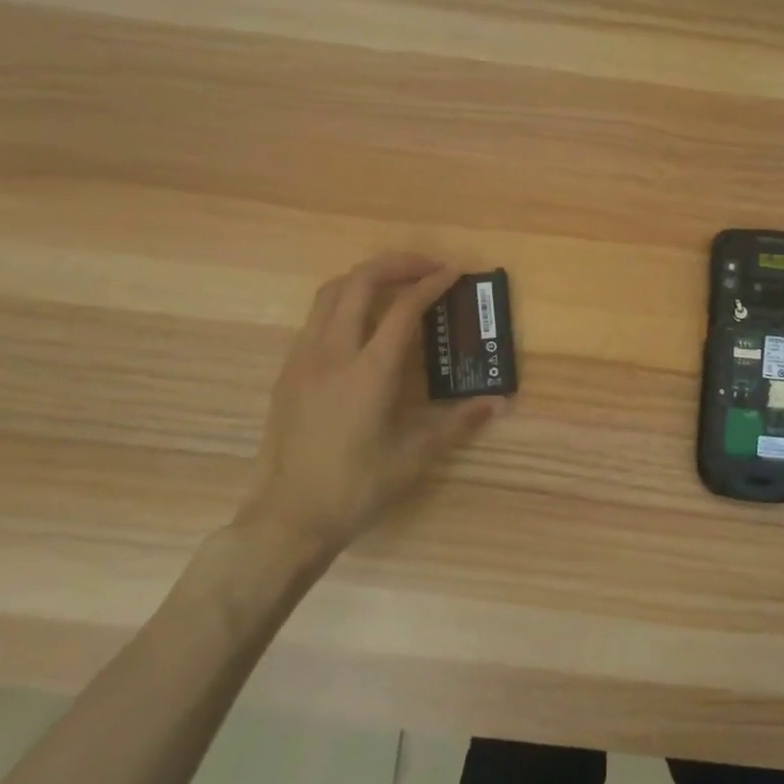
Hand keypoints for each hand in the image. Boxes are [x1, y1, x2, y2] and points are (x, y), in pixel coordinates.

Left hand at [241, 254, 503, 567]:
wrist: (289, 518)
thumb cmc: (356, 488)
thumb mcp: (414, 458)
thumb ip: (457, 424)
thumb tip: (495, 403)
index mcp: (369, 372)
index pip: (404, 308)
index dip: (431, 284)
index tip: (453, 273)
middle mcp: (333, 353)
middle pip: (359, 282)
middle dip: (397, 265)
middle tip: (427, 269)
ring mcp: (304, 359)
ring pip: (331, 292)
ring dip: (365, 278)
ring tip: (395, 285)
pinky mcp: (288, 371)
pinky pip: (316, 317)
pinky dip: (343, 302)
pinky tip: (361, 324)